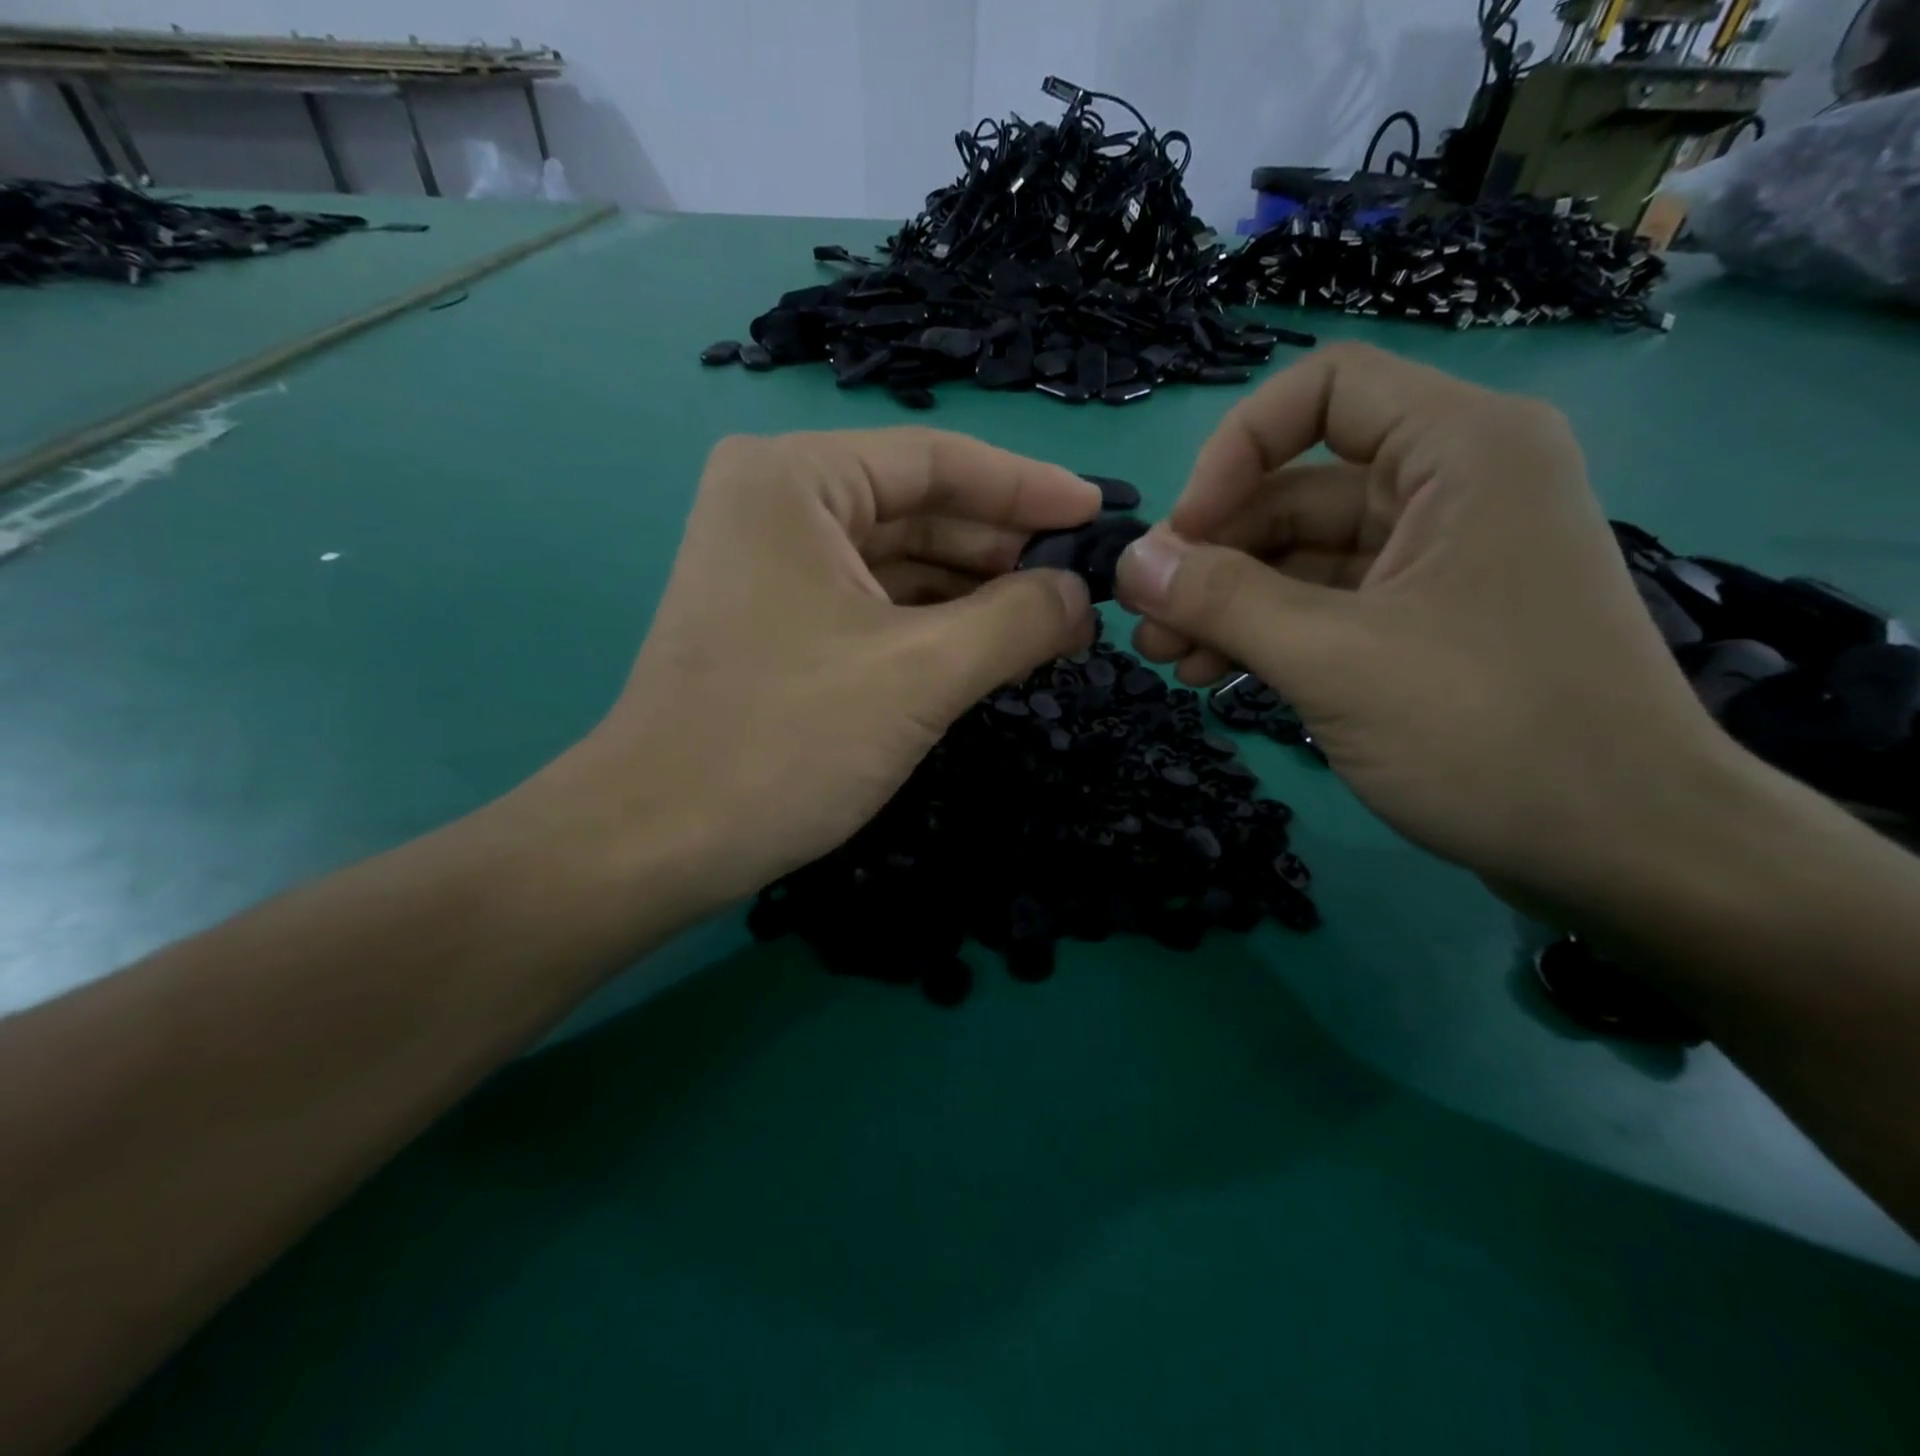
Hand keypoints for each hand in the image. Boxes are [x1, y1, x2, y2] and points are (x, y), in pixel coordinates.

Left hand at [544, 429, 1099, 908]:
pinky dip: (934, 625)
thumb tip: (1083, 597)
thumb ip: (1018, 620)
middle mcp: (777, 503)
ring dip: (975, 593)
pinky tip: (989, 648)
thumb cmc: (785, 741)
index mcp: (796, 479)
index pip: (938, 462)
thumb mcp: (921, 673)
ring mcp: (772, 565)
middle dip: (1004, 550)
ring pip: (900, 562)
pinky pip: (875, 604)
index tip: (1100, 514)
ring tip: (1053, 624)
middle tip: (1083, 589)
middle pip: (920, 509)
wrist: (658, 841)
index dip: (1029, 488)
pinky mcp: (776, 621)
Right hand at [1113, 342, 1721, 902]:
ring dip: (1226, 601)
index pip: (1322, 391)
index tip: (1183, 535)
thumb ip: (1222, 600)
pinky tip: (1212, 675)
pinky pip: (1323, 605)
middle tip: (1147, 620)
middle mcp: (1452, 487)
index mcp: (1460, 451)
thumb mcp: (1333, 658)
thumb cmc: (1488, 731)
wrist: (1624, 849)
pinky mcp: (1424, 622)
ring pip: (1300, 555)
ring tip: (1165, 657)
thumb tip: (1127, 562)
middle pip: (1295, 487)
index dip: (1235, 451)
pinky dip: (1265, 633)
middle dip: (1212, 554)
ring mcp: (1437, 560)